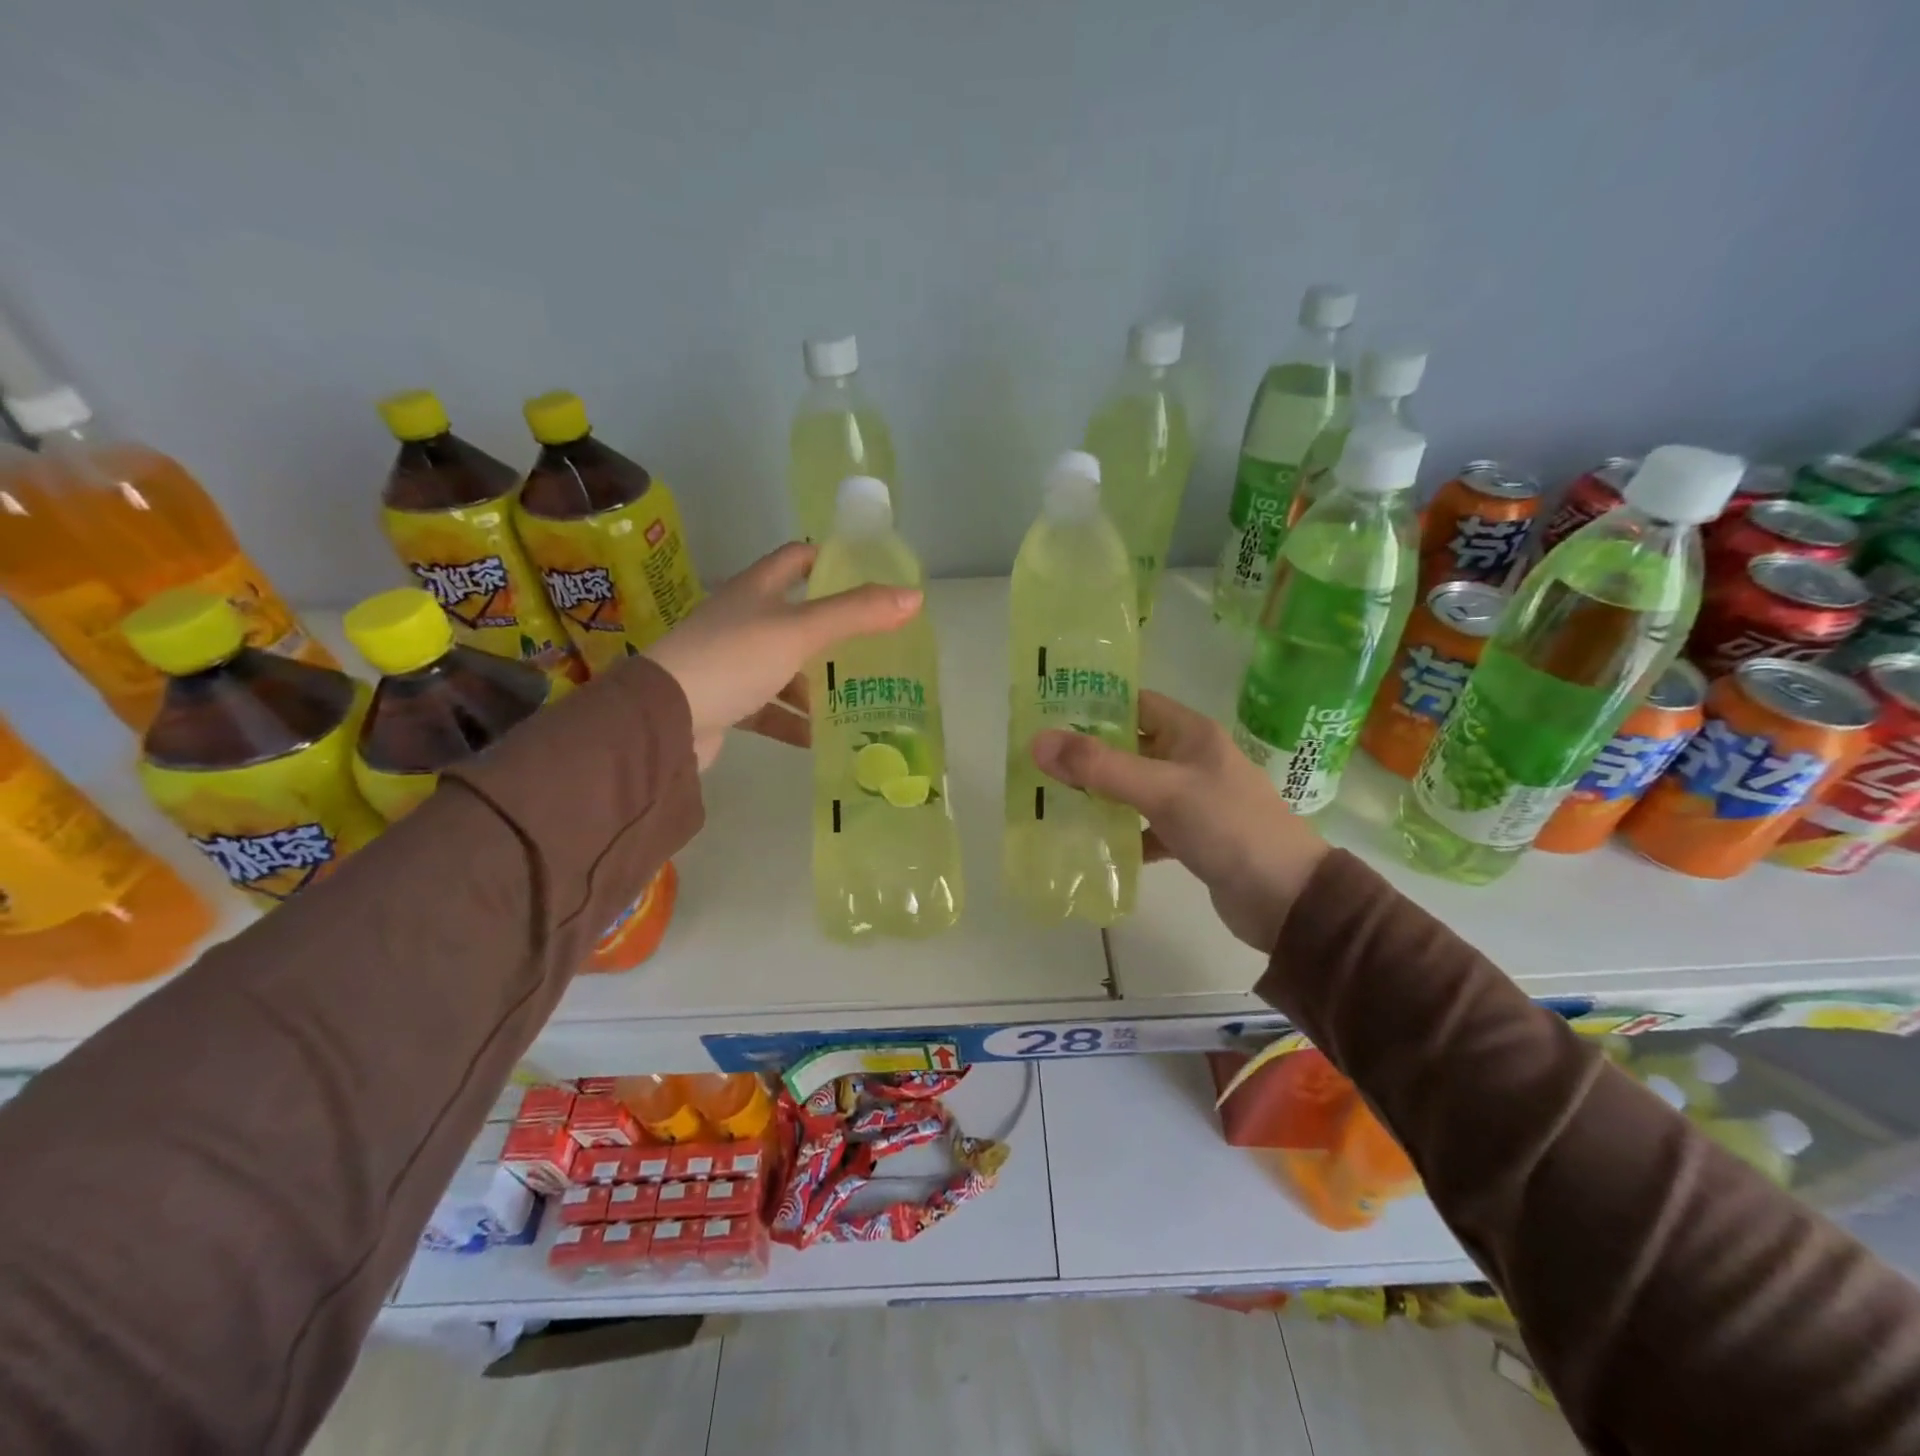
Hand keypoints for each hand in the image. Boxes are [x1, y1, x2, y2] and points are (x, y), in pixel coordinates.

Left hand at [646, 542, 921, 769]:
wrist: (664, 719)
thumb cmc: (734, 659)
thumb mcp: (801, 631)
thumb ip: (856, 614)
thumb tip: (915, 596)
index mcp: (756, 591)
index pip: (796, 560)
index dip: (829, 561)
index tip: (867, 575)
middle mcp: (742, 621)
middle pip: (795, 617)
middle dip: (834, 632)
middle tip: (875, 645)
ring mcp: (731, 663)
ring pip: (784, 667)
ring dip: (815, 683)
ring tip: (856, 698)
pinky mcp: (725, 702)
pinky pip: (768, 708)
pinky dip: (792, 720)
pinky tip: (819, 737)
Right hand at [1031, 691, 1328, 953]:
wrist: (1286, 899)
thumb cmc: (1228, 827)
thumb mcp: (1161, 790)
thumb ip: (1100, 767)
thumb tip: (1038, 742)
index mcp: (1191, 734)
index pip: (1136, 703)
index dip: (1094, 704)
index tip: (1048, 714)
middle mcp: (1191, 760)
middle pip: (1130, 746)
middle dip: (1088, 753)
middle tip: (1040, 761)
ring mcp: (1192, 799)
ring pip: (1135, 787)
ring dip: (1100, 793)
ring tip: (1052, 797)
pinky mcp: (1190, 836)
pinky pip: (1145, 826)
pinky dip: (1121, 832)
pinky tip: (1090, 843)